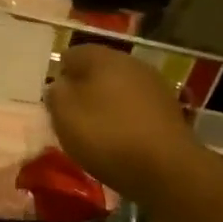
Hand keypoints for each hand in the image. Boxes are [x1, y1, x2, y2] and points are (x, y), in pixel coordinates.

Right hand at [46, 46, 202, 200]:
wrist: (166, 167)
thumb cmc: (107, 137)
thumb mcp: (65, 116)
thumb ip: (56, 95)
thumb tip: (59, 85)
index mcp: (103, 58)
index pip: (72, 54)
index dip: (59, 75)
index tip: (53, 100)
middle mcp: (131, 62)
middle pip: (99, 70)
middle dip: (84, 88)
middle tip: (71, 116)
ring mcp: (154, 85)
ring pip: (120, 88)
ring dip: (106, 104)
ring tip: (94, 130)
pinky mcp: (169, 109)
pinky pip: (137, 107)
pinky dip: (125, 118)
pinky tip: (120, 139)